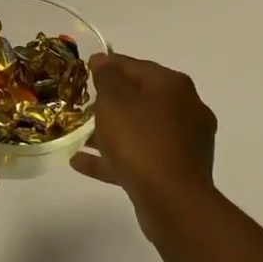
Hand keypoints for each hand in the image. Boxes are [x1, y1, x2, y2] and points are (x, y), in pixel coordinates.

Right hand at [72, 53, 217, 234]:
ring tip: (77, 134)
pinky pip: (140, 158)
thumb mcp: (115, 100)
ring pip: (139, 130)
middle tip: (81, 103)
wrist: (172, 201)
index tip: (85, 67)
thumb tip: (104, 60)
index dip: (108, 64)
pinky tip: (81, 162)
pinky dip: (114, 158)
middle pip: (140, 98)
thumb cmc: (141, 140)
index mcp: (173, 86)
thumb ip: (107, 77)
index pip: (135, 66)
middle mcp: (185, 109)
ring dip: (109, 132)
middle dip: (109, 101)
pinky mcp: (177, 173)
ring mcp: (184, 143)